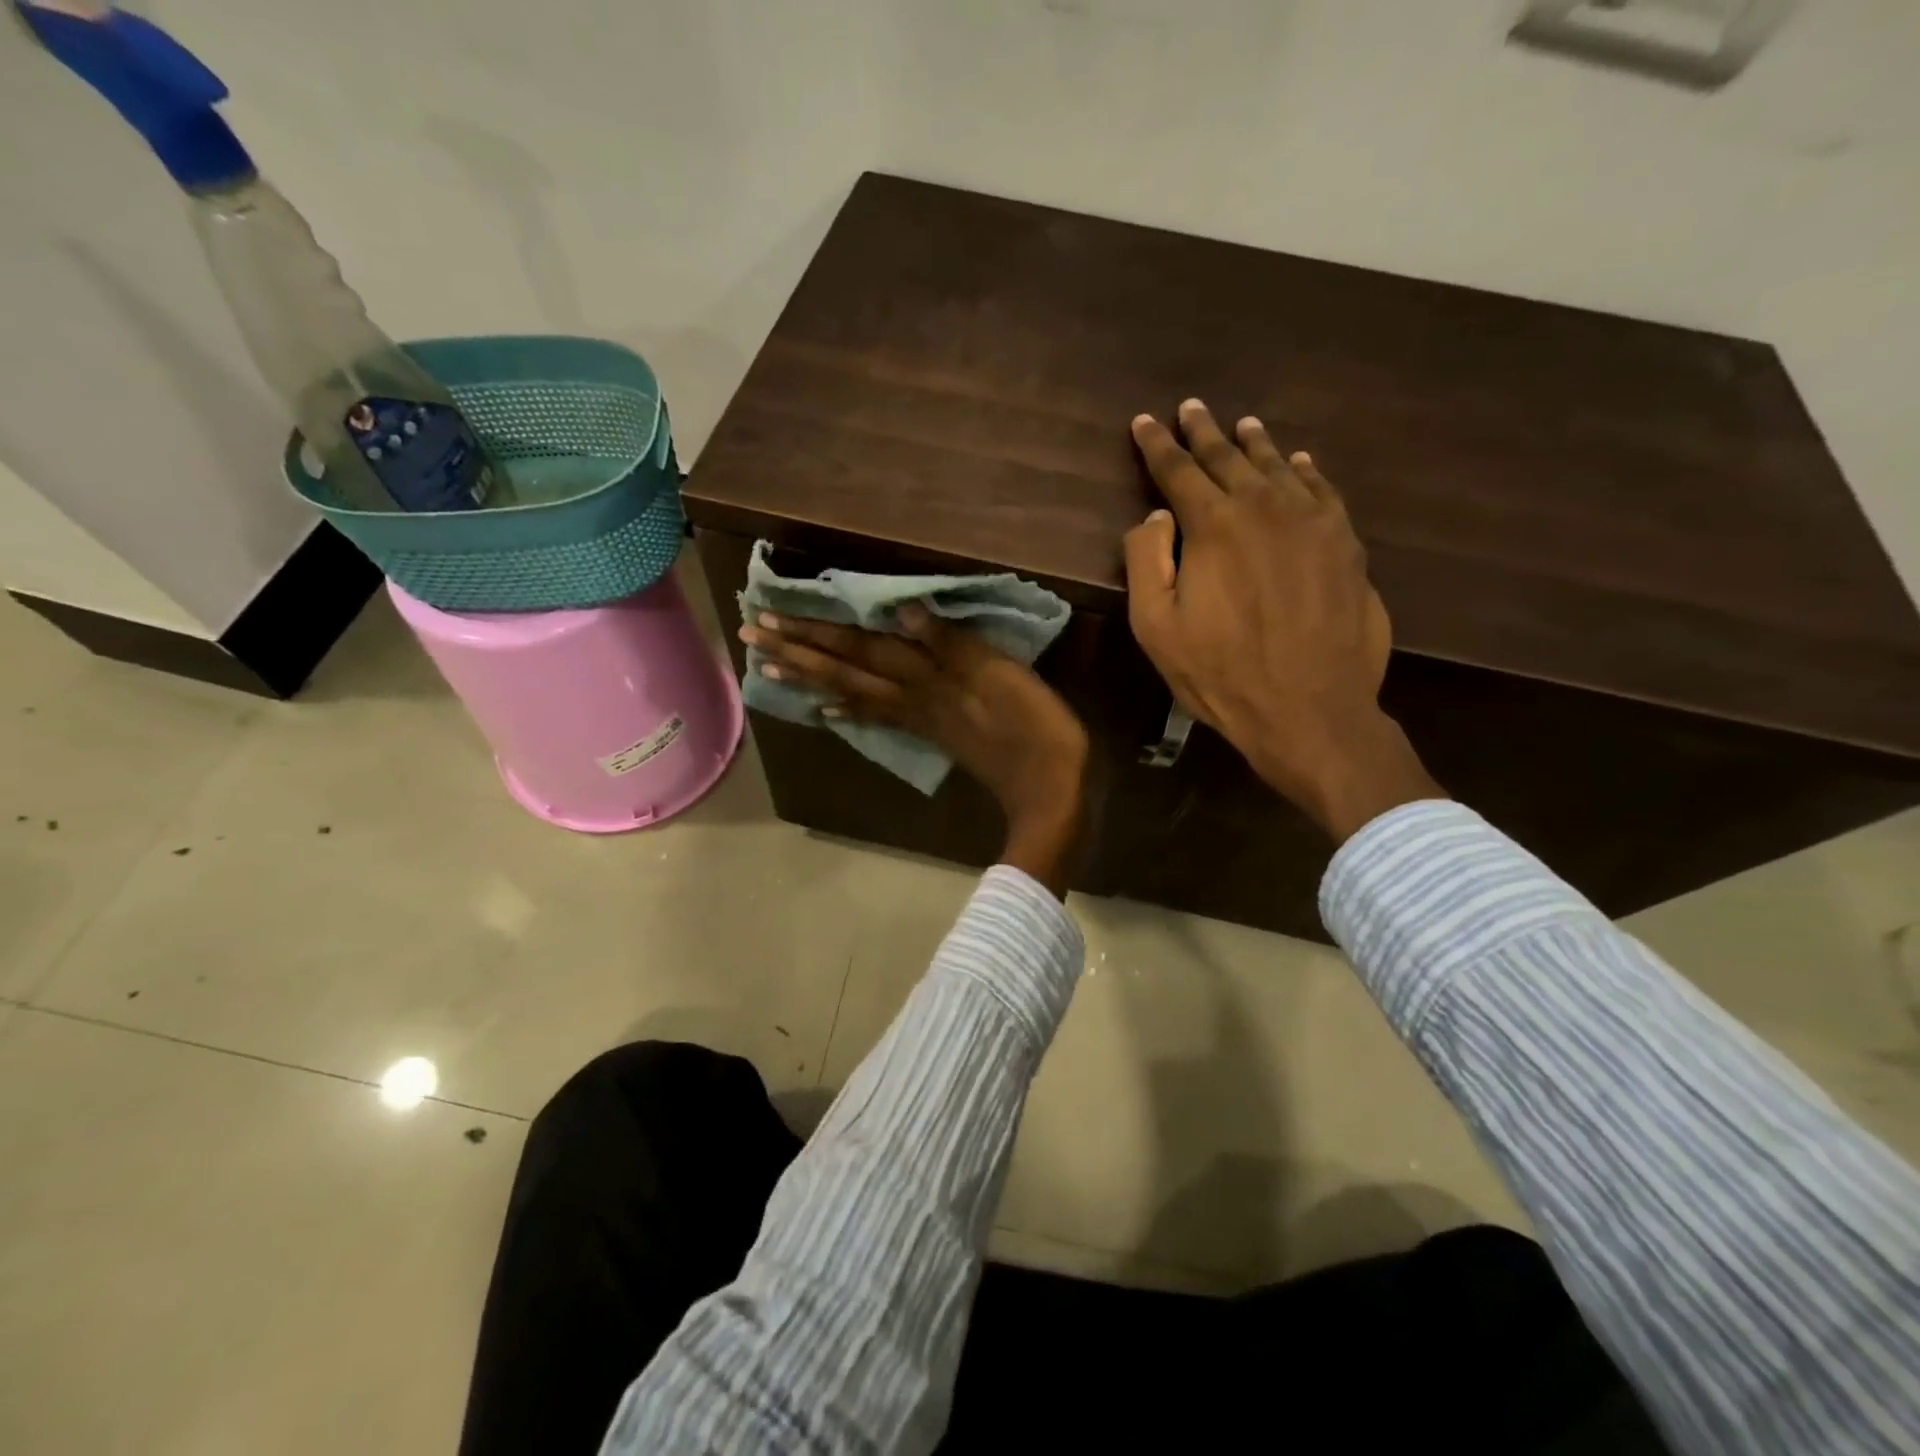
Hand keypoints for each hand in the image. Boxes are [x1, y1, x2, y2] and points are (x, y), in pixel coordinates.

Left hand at [739, 606, 1088, 893]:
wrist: (1047, 786)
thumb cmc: (1034, 724)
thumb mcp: (999, 674)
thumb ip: (950, 642)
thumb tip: (902, 609)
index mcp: (927, 677)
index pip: (862, 647)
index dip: (817, 630)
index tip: (771, 617)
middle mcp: (912, 697)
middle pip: (846, 670)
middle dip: (798, 651)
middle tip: (752, 636)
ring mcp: (919, 718)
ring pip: (853, 694)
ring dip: (811, 679)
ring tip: (770, 668)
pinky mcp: (931, 733)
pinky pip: (878, 719)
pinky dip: (848, 713)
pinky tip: (824, 713)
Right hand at [1124, 399, 1442, 841]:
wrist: (1309, 711)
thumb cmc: (1220, 674)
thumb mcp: (1156, 628)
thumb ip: (1146, 562)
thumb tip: (1155, 518)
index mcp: (1214, 527)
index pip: (1178, 472)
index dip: (1157, 446)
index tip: (1144, 422)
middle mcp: (1265, 509)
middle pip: (1229, 459)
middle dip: (1204, 432)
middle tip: (1191, 408)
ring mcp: (1313, 524)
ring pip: (1279, 468)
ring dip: (1255, 445)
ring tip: (1242, 425)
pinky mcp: (1346, 545)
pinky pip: (1324, 492)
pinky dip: (1307, 472)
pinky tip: (1300, 463)